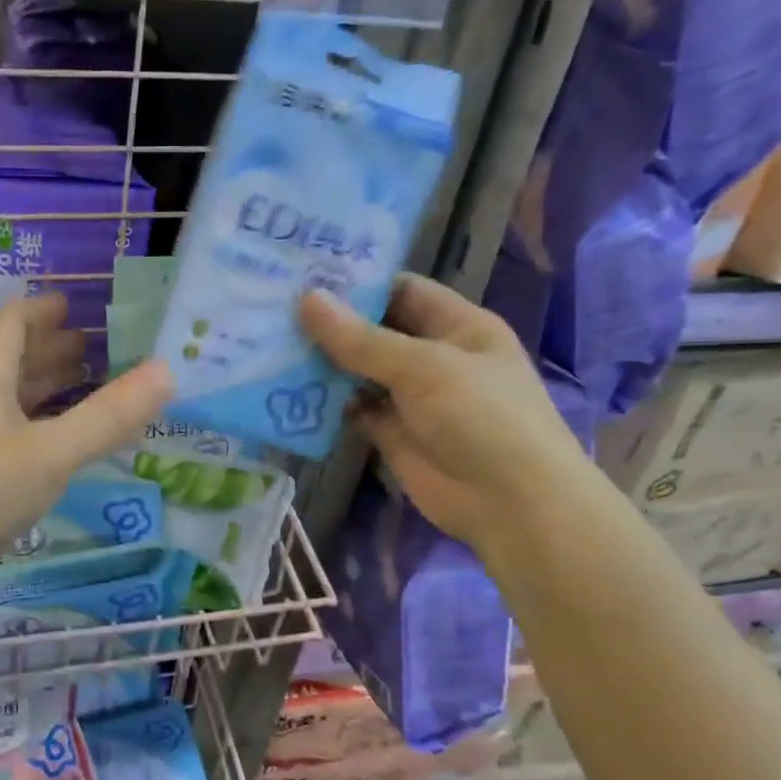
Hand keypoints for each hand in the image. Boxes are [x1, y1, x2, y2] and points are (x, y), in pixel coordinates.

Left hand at [0, 294, 173, 579]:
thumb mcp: (51, 452)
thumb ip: (108, 415)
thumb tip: (165, 371)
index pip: (8, 324)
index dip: (40, 312)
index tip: (71, 306)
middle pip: (6, 357)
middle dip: (47, 348)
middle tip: (89, 346)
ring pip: (4, 394)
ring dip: (40, 383)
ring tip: (80, 382)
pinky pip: (2, 426)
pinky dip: (32, 419)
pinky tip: (53, 436)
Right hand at [298, 275, 591, 549]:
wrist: (511, 505)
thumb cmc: (481, 418)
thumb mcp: (422, 368)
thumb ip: (360, 339)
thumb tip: (306, 300)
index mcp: (457, 326)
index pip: (401, 290)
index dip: (357, 281)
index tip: (304, 274)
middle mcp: (433, 356)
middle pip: (374, 330)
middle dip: (330, 322)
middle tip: (272, 306)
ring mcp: (411, 397)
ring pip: (359, 370)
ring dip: (322, 361)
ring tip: (268, 343)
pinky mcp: (392, 433)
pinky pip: (353, 409)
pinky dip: (326, 402)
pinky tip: (287, 390)